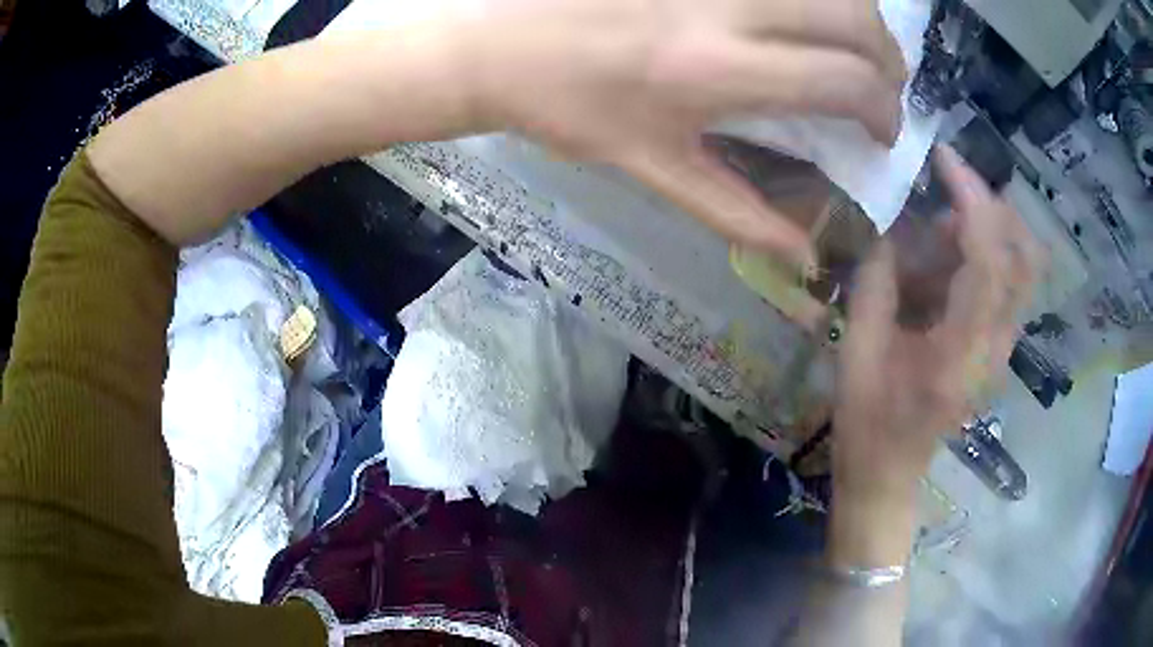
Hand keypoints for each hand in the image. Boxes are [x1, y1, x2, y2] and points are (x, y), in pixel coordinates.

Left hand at [460, 0, 905, 264]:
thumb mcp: (652, 169)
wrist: (497, 47)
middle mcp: (727, 8)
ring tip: (856, 49)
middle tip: (882, 87)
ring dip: (860, 19)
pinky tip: (805, 15)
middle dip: (888, 60)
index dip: (883, 110)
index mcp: (718, 72)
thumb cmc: (568, 110)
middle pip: (853, 20)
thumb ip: (739, 213)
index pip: (845, 80)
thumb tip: (804, 256)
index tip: (881, 131)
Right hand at [834, 147, 1044, 498]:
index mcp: (959, 352)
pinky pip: (1007, 284)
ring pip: (1022, 268)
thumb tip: (891, 227)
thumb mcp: (856, 351)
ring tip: (939, 229)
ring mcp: (1002, 349)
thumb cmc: (867, 425)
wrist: (889, 477)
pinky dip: (983, 254)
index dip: (972, 199)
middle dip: (991, 207)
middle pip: (1025, 258)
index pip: (988, 260)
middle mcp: (995, 347)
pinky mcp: (998, 348)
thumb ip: (876, 281)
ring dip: (986, 229)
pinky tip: (944, 261)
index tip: (943, 158)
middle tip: (948, 189)